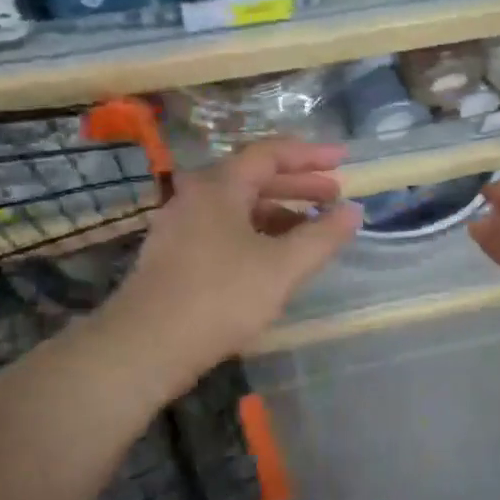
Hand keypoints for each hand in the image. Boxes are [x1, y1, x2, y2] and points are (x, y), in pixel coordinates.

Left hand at [106, 140, 360, 393]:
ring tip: (312, 230)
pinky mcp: (176, 255)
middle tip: (334, 195)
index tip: (344, 161)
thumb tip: (353, 211)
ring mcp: (181, 226)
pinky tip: (274, 258)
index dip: (311, 155)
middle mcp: (196, 196)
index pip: (271, 153)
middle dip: (298, 185)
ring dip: (279, 212)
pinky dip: (256, 233)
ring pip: (239, 206)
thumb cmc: (220, 297)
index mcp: (219, 186)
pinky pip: (224, 229)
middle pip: (254, 177)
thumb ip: (322, 236)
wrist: (146, 345)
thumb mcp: (282, 267)